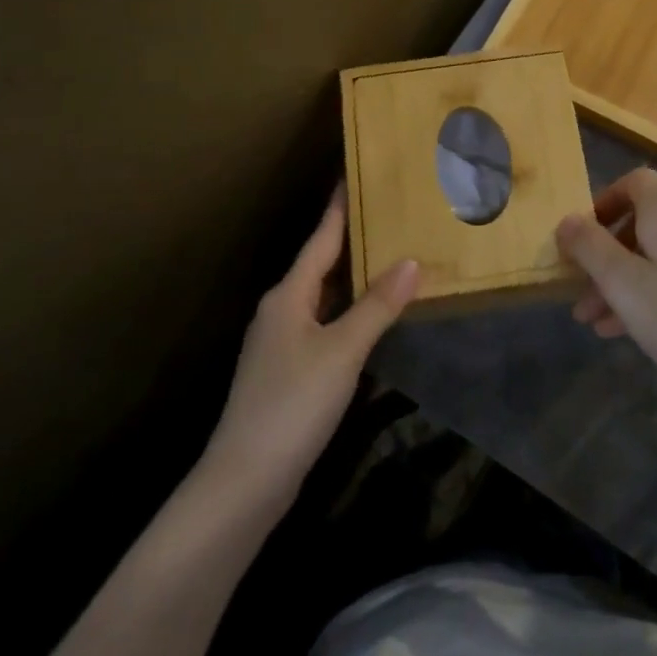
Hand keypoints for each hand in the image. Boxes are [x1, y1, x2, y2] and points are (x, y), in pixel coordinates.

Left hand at [204, 186, 418, 508]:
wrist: (245, 479)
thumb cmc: (293, 403)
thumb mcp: (342, 351)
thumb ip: (377, 306)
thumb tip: (411, 261)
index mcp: (289, 295)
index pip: (320, 239)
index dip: (339, 208)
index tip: (354, 176)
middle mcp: (281, 310)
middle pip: (320, 264)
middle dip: (351, 239)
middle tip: (387, 215)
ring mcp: (280, 342)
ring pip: (322, 296)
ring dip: (352, 277)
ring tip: (387, 256)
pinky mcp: (286, 371)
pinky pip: (323, 323)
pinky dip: (347, 311)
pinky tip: (369, 316)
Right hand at [559, 169, 656, 413]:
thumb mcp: (623, 284)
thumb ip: (590, 247)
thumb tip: (566, 220)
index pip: (634, 182)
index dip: (604, 201)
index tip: (582, 236)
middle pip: (641, 223)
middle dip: (605, 256)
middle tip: (580, 291)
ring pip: (656, 255)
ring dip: (622, 282)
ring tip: (594, 322)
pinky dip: (649, 293)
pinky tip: (625, 331)